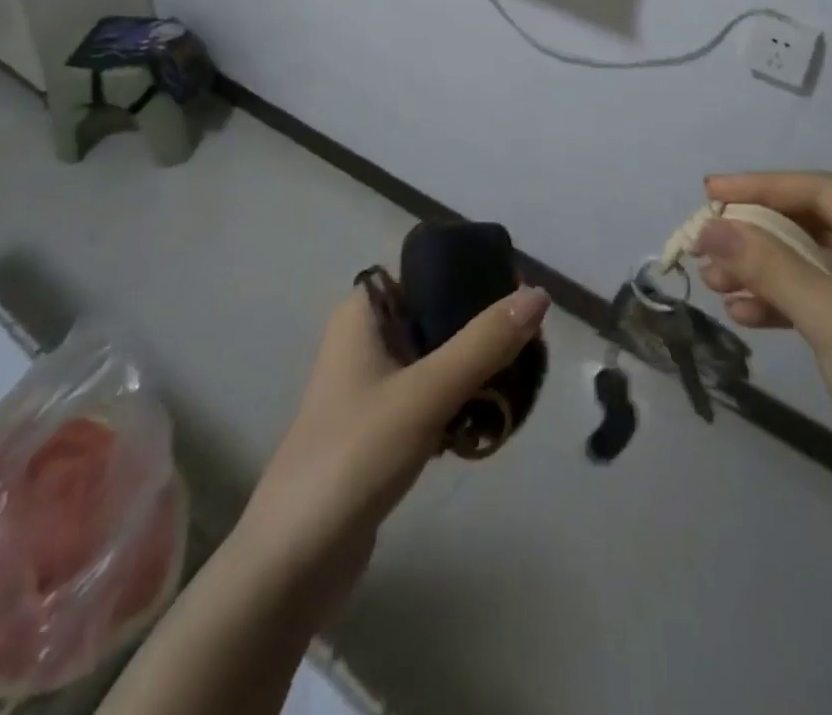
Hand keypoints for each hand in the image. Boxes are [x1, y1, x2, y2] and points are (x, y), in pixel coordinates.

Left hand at [231, 281, 550, 617]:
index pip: (426, 269)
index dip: (472, 272)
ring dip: (477, 367)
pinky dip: (461, 401)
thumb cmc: (355, 455)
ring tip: (521, 381)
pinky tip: (492, 420)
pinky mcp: (381, 426)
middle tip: (532, 344)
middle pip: (438, 312)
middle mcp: (367, 338)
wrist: (293, 562)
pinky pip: (432, 395)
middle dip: (483, 326)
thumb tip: (538, 294)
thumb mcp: (425, 392)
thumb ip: (483, 343)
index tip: (520, 293)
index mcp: (364, 313)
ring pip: (438, 356)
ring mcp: (372, 384)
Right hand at [696, 172, 831, 535]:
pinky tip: (741, 314)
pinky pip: (818, 298)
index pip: (827, 192)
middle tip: (704, 242)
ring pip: (811, 262)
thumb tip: (708, 226)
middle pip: (816, 225)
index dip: (762, 187)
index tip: (708, 189)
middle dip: (758, 235)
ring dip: (761, 269)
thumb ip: (769, 265)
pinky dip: (780, 302)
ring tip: (712, 281)